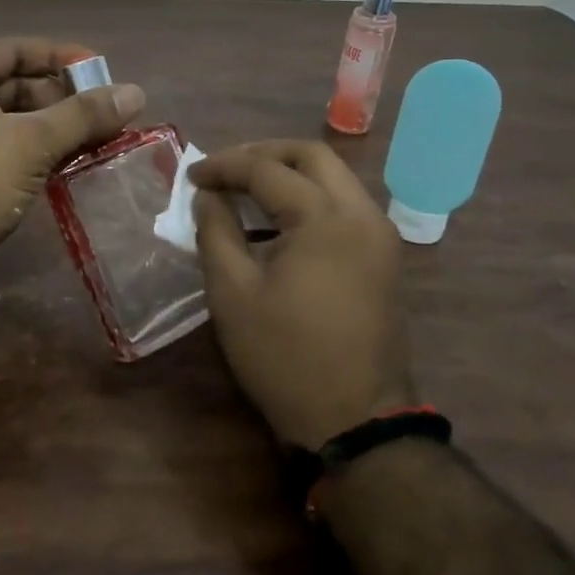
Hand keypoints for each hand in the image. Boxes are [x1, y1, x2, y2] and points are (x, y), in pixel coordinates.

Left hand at [0, 37, 145, 278]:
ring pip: (6, 117)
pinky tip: (64, 161)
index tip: (101, 70)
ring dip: (49, 126)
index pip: (15, 49)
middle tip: (102, 112)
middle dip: (59, 97)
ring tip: (93, 138)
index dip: (61, 57)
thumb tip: (136, 92)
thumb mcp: (33, 142)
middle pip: (12, 83)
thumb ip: (84, 114)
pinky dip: (29, 148)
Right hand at [190, 141, 412, 449]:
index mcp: (326, 219)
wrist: (354, 420)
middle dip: (263, 153)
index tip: (191, 176)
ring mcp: (379, 236)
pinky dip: (309, 199)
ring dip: (289, 174)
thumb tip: (208, 196)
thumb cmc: (284, 356)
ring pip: (334, 178)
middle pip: (313, 156)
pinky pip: (344, 206)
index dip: (224, 166)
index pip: (267, 169)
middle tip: (225, 170)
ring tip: (245, 190)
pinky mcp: (383, 258)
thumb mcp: (232, 293)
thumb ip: (215, 231)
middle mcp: (362, 214)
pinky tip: (277, 222)